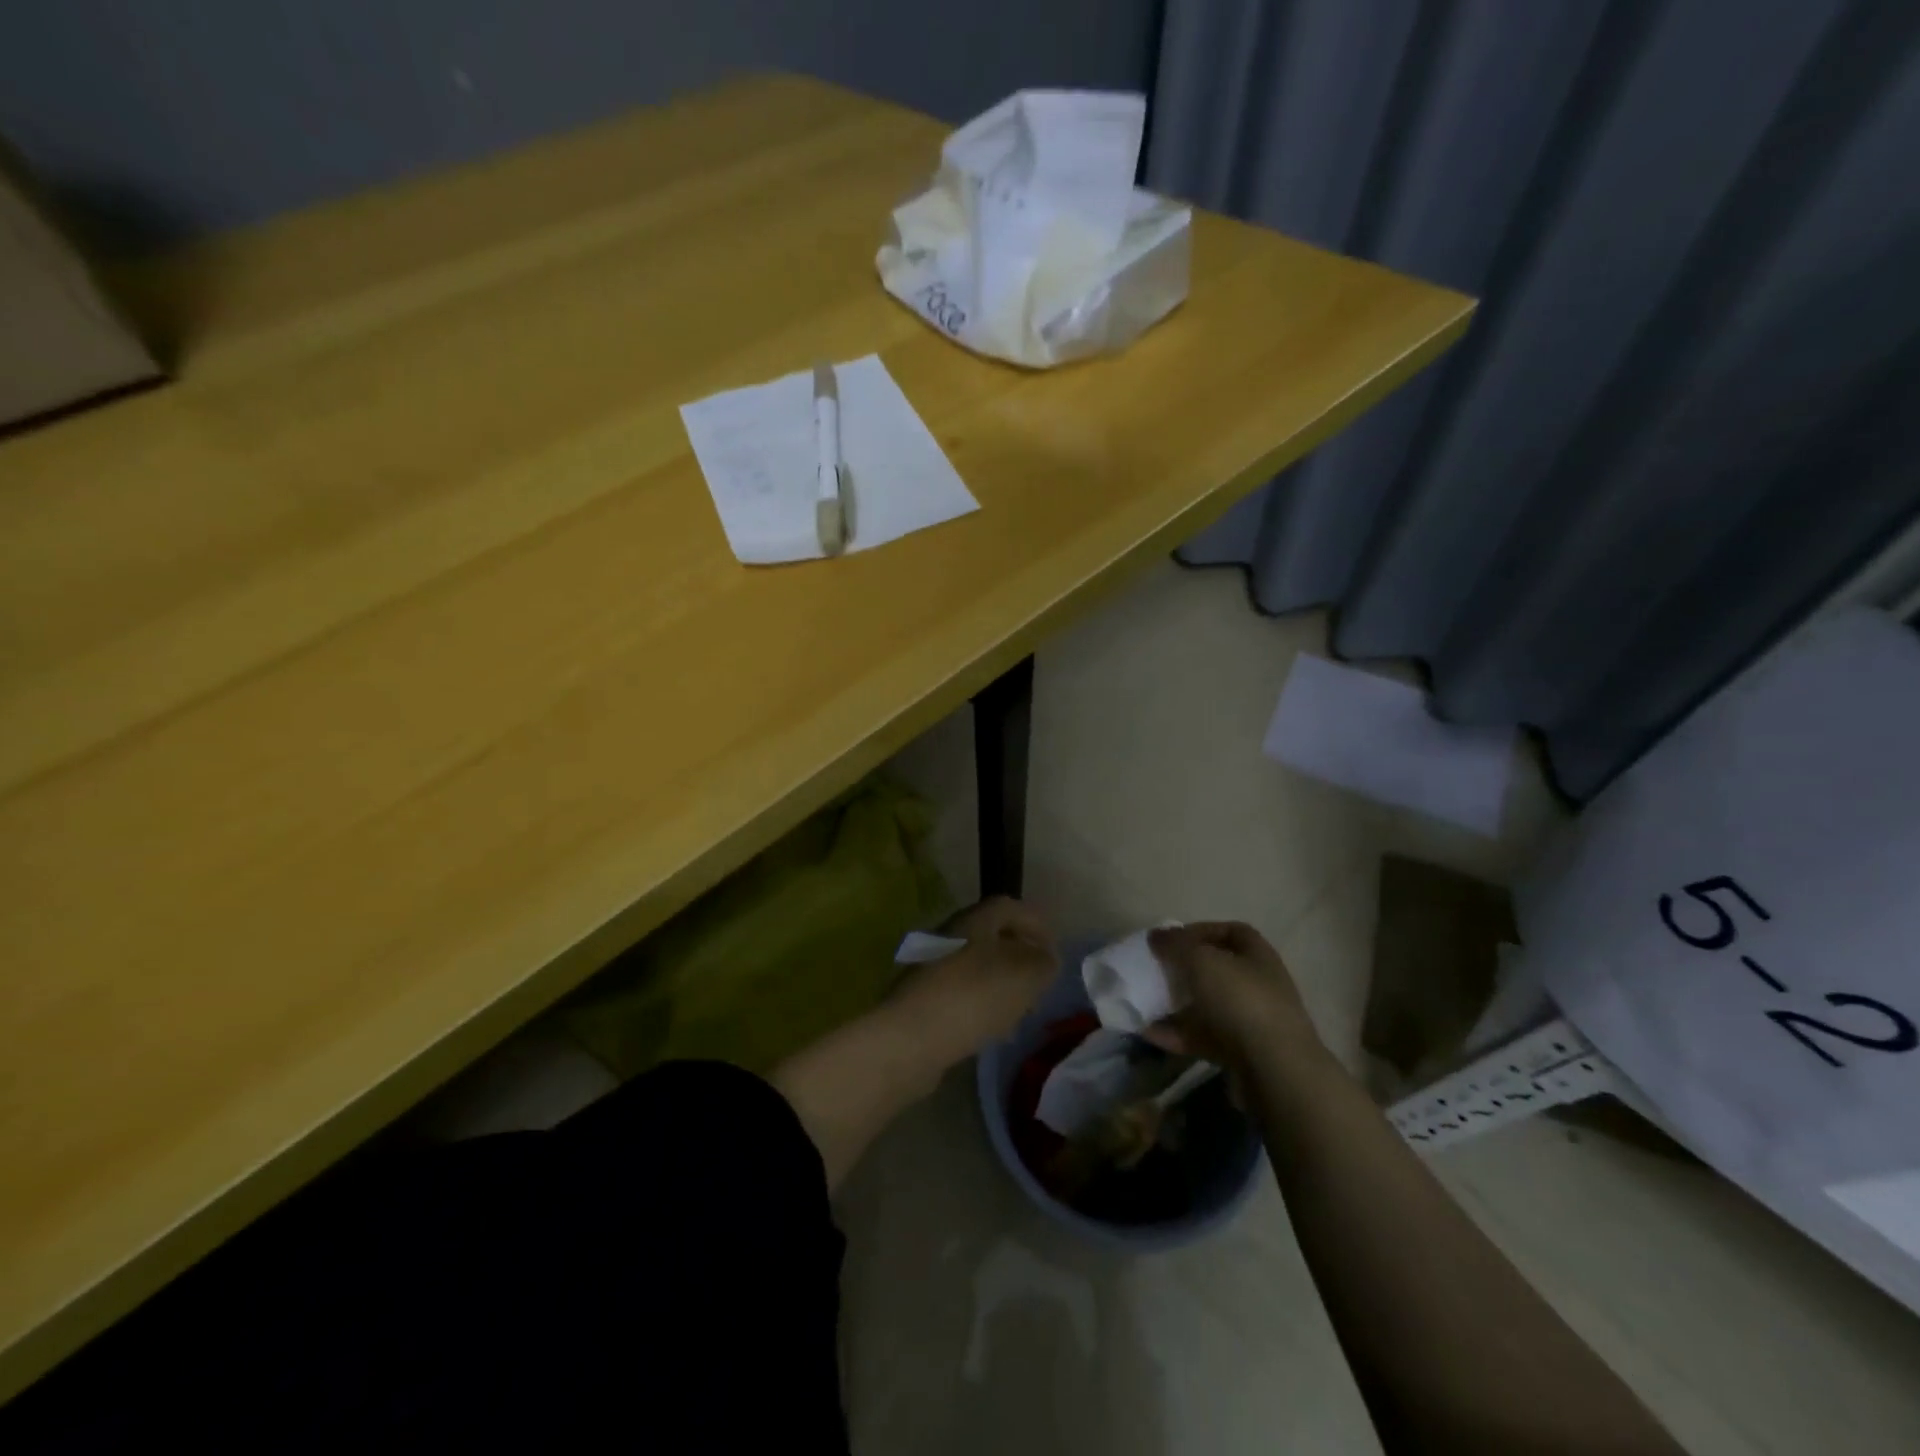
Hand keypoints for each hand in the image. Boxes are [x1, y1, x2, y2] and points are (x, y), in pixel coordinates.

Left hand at [894, 897, 1058, 1060]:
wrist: (911, 1038)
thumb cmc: (974, 996)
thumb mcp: (1025, 975)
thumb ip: (1044, 963)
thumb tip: (1045, 958)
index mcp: (974, 919)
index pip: (1010, 906)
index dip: (1036, 924)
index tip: (1054, 952)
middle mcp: (950, 934)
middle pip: (993, 937)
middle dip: (1020, 958)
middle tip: (1039, 984)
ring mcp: (932, 966)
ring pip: (978, 967)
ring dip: (1002, 984)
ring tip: (1020, 1011)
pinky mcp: (923, 997)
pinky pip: (962, 993)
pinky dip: (982, 1004)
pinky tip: (992, 1029)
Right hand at [1144, 922, 1320, 1070]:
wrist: (1275, 1070)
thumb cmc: (1241, 1000)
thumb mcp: (1202, 960)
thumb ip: (1176, 944)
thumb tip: (1156, 936)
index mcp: (1256, 955)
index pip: (1230, 932)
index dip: (1200, 931)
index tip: (1170, 939)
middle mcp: (1257, 984)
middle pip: (1216, 970)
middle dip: (1184, 969)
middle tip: (1155, 970)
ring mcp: (1250, 1020)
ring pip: (1207, 1005)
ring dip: (1176, 1004)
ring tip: (1144, 1003)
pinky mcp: (1239, 1052)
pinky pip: (1202, 1036)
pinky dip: (1176, 1034)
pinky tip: (1149, 1033)